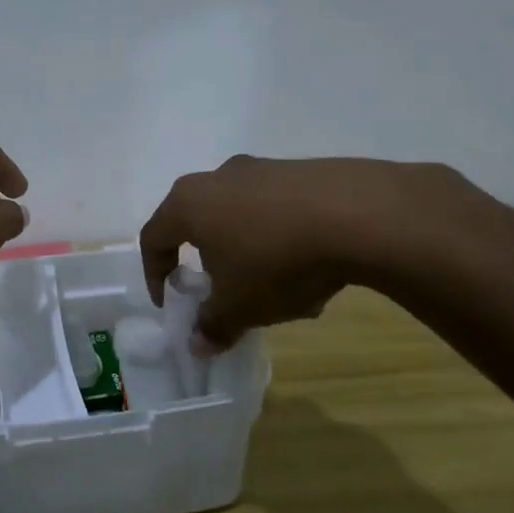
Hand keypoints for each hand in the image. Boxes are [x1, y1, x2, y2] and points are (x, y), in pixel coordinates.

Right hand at [139, 155, 458, 350]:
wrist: (360, 214)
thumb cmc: (276, 261)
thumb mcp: (239, 306)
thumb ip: (213, 326)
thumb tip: (198, 344)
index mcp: (189, 203)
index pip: (153, 237)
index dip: (154, 274)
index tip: (170, 303)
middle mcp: (219, 177)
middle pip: (198, 222)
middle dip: (207, 261)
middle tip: (221, 291)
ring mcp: (264, 168)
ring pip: (242, 216)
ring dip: (249, 252)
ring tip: (276, 288)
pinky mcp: (304, 170)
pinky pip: (280, 210)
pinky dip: (283, 239)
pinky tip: (311, 269)